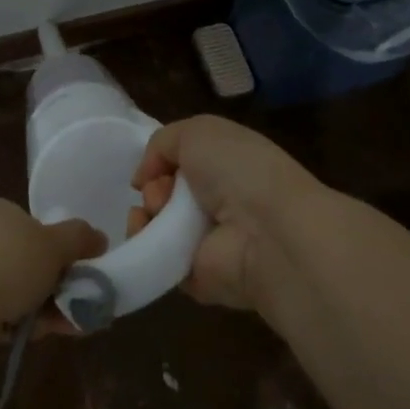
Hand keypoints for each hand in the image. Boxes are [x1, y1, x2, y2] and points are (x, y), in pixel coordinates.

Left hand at [0, 199, 104, 366]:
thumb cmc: (2, 259)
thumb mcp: (51, 243)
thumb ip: (78, 239)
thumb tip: (100, 237)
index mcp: (0, 216)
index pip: (36, 230)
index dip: (63, 250)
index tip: (86, 271)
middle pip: (30, 265)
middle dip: (60, 286)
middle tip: (88, 304)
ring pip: (20, 296)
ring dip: (49, 310)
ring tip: (81, 325)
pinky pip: (6, 321)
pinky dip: (26, 328)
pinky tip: (50, 335)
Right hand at [127, 116, 319, 313]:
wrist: (266, 231)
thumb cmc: (238, 171)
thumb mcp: (198, 131)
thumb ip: (162, 142)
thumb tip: (145, 177)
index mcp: (227, 169)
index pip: (183, 165)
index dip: (160, 163)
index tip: (154, 167)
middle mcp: (219, 204)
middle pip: (164, 195)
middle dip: (152, 189)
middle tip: (161, 192)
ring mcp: (207, 243)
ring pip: (155, 227)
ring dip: (143, 215)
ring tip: (154, 213)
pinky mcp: (196, 277)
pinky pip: (158, 260)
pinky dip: (146, 247)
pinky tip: (150, 236)